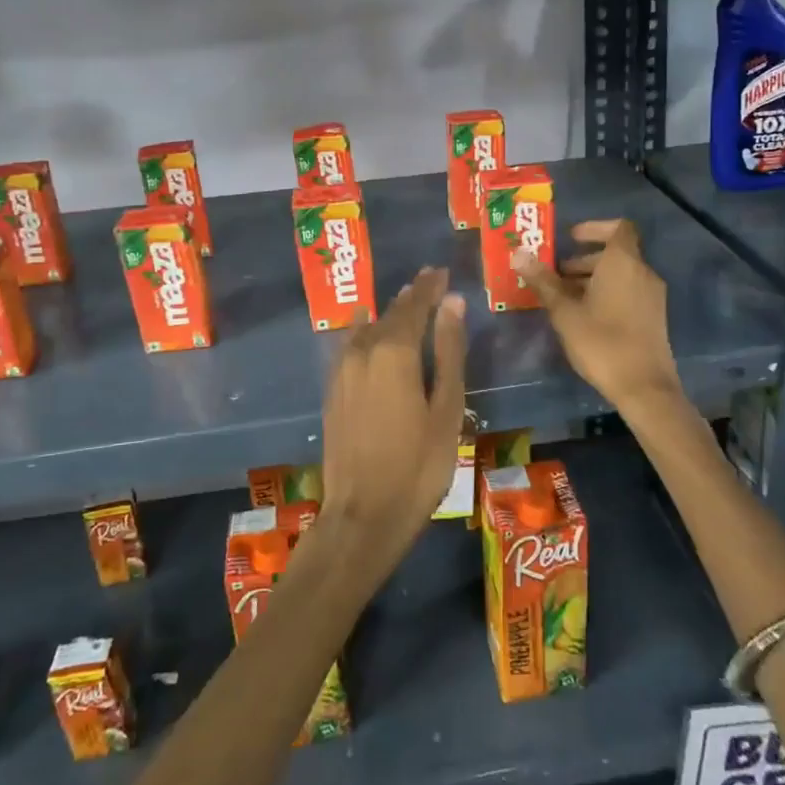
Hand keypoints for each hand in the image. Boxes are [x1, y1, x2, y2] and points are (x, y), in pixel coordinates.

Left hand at [316, 267, 466, 573]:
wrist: (363, 514)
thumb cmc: (418, 465)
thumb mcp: (447, 409)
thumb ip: (450, 352)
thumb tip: (452, 302)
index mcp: (394, 352)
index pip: (414, 305)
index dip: (429, 286)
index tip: (441, 270)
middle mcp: (363, 351)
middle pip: (389, 313)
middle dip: (411, 296)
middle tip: (429, 281)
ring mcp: (341, 370)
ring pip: (367, 328)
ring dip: (387, 313)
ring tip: (404, 301)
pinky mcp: (332, 389)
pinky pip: (350, 345)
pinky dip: (365, 332)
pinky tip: (369, 330)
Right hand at [515, 219, 681, 413]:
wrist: (644, 387)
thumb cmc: (601, 342)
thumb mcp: (564, 311)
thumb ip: (543, 281)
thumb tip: (519, 253)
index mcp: (623, 263)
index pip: (618, 227)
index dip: (594, 227)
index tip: (570, 238)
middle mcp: (643, 273)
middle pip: (615, 253)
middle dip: (584, 259)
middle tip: (555, 275)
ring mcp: (652, 296)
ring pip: (621, 274)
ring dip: (593, 278)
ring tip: (563, 298)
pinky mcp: (654, 317)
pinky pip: (629, 291)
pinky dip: (607, 293)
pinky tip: (584, 317)